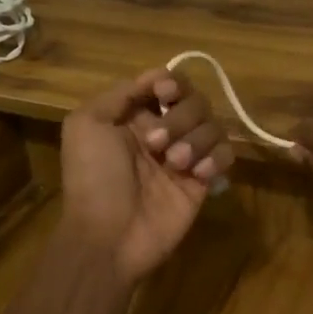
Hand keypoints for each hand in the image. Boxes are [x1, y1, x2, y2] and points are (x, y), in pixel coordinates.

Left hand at [58, 68, 236, 285]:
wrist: (108, 236)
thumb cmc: (93, 179)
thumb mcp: (86, 124)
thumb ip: (120, 93)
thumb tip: (155, 77)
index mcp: (134, 115)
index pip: (167, 84)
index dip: (172, 83)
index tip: (164, 94)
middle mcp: (163, 131)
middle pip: (195, 100)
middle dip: (180, 116)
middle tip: (156, 144)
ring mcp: (185, 156)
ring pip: (213, 125)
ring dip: (196, 139)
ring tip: (175, 164)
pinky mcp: (203, 181)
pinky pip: (226, 154)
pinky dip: (216, 158)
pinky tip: (198, 174)